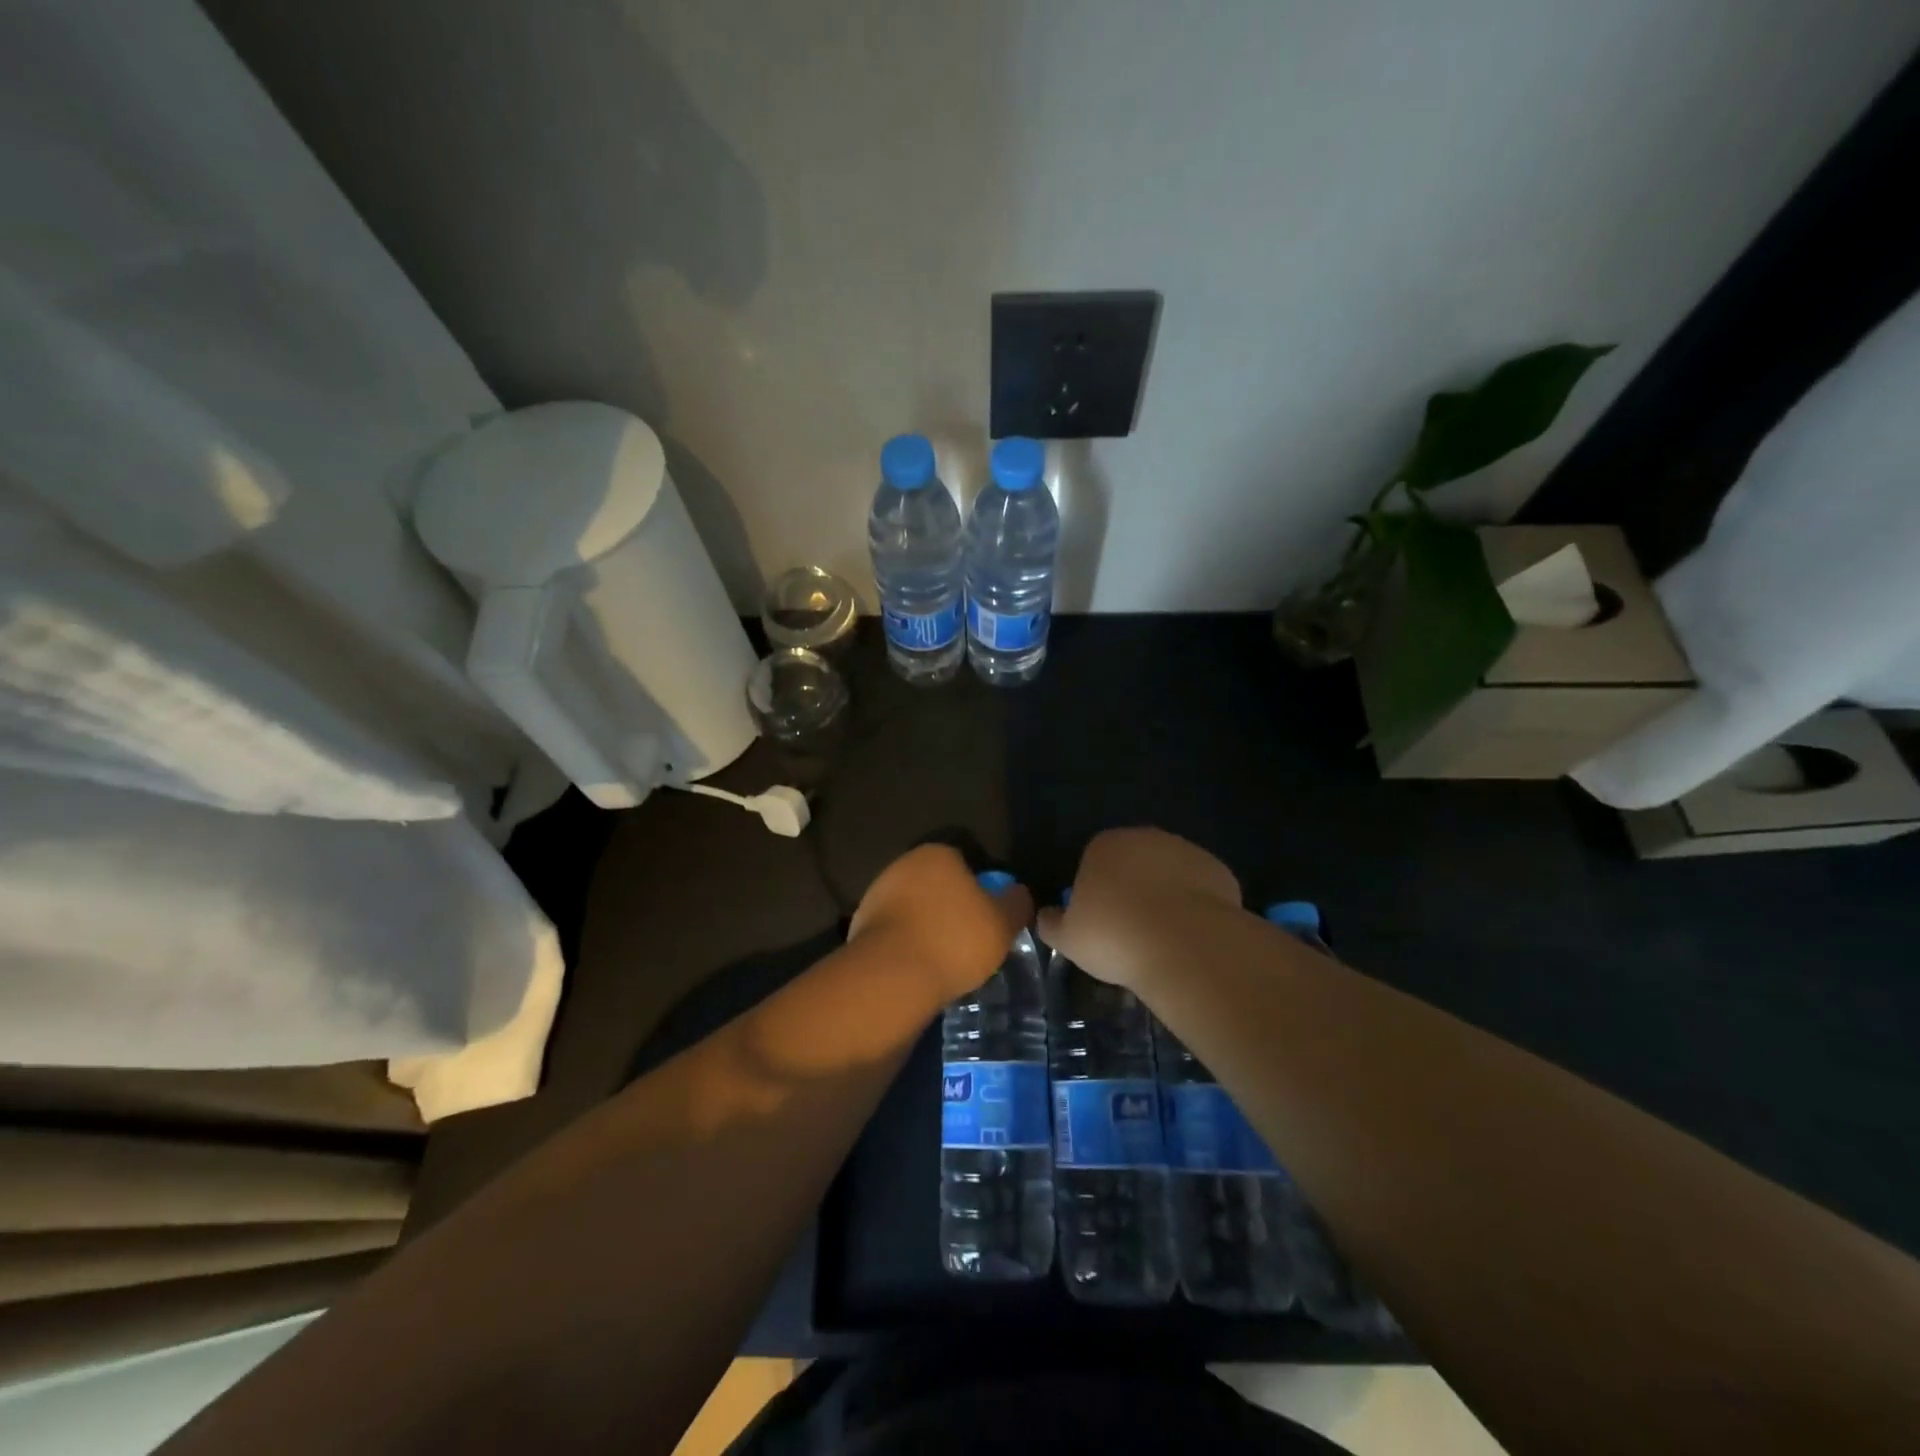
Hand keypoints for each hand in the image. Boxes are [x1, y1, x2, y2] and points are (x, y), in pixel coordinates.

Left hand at [849, 845, 1034, 998]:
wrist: (891, 977)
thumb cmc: (954, 940)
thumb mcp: (1003, 923)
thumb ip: (1017, 903)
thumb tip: (1018, 894)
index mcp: (937, 854)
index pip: (965, 864)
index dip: (981, 891)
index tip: (989, 919)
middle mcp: (903, 865)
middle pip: (937, 886)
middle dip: (952, 909)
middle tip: (970, 942)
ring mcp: (877, 895)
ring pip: (915, 910)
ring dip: (928, 929)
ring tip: (946, 962)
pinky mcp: (860, 927)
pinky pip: (896, 934)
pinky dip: (908, 947)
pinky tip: (920, 970)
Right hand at [1037, 828, 1241, 990]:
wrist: (1184, 944)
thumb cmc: (1115, 936)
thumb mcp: (1068, 938)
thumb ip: (1052, 923)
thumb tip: (1045, 916)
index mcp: (1104, 845)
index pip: (1093, 860)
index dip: (1095, 891)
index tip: (1099, 922)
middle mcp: (1145, 837)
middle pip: (1133, 862)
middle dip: (1132, 889)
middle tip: (1130, 930)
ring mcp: (1186, 851)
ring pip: (1168, 873)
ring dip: (1165, 896)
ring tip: (1163, 937)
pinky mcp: (1218, 871)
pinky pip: (1200, 888)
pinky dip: (1195, 907)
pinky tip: (1191, 935)